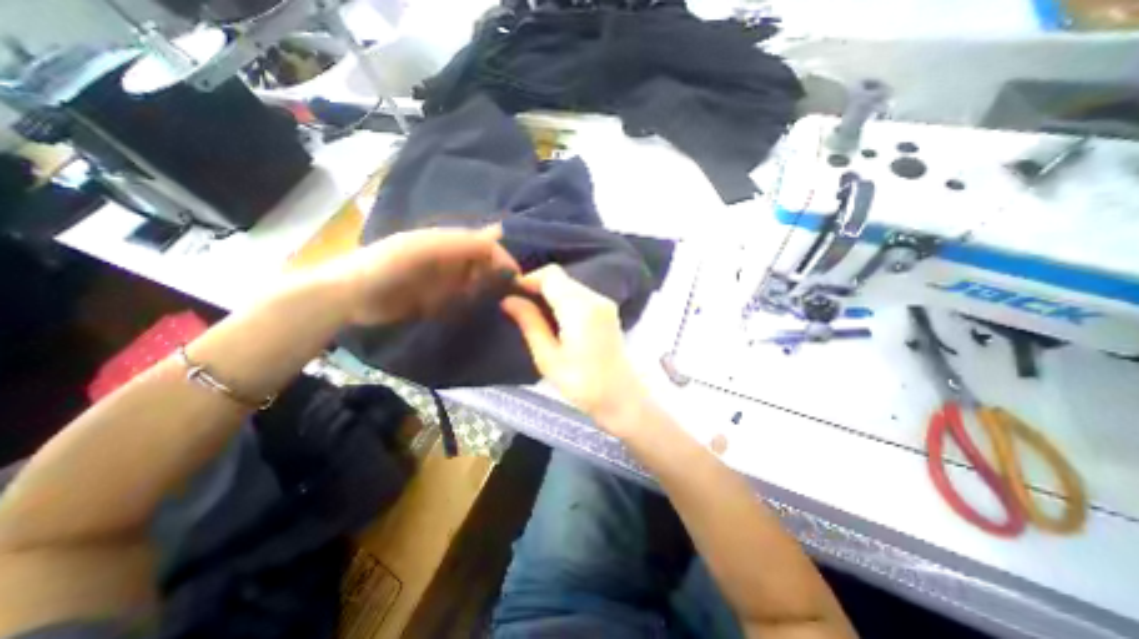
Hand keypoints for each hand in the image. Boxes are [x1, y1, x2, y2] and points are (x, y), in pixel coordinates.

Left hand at [335, 226, 519, 325]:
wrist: (350, 296)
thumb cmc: (388, 265)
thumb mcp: (425, 249)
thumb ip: (461, 242)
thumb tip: (501, 230)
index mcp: (448, 242)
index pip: (485, 246)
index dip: (502, 258)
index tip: (516, 278)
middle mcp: (450, 258)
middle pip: (484, 264)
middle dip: (495, 277)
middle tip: (501, 294)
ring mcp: (444, 280)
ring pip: (476, 283)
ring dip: (484, 291)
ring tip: (485, 301)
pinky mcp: (437, 299)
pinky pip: (462, 299)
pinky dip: (470, 303)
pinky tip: (470, 308)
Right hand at [498, 261, 650, 434]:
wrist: (621, 398)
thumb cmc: (582, 384)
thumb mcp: (548, 357)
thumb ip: (529, 323)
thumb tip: (508, 300)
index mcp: (580, 308)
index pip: (551, 275)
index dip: (529, 279)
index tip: (511, 294)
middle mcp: (595, 298)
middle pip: (561, 278)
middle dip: (538, 287)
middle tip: (518, 306)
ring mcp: (605, 303)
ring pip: (570, 285)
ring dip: (550, 294)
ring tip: (533, 315)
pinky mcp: (608, 311)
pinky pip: (580, 295)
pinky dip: (564, 300)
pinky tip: (554, 320)